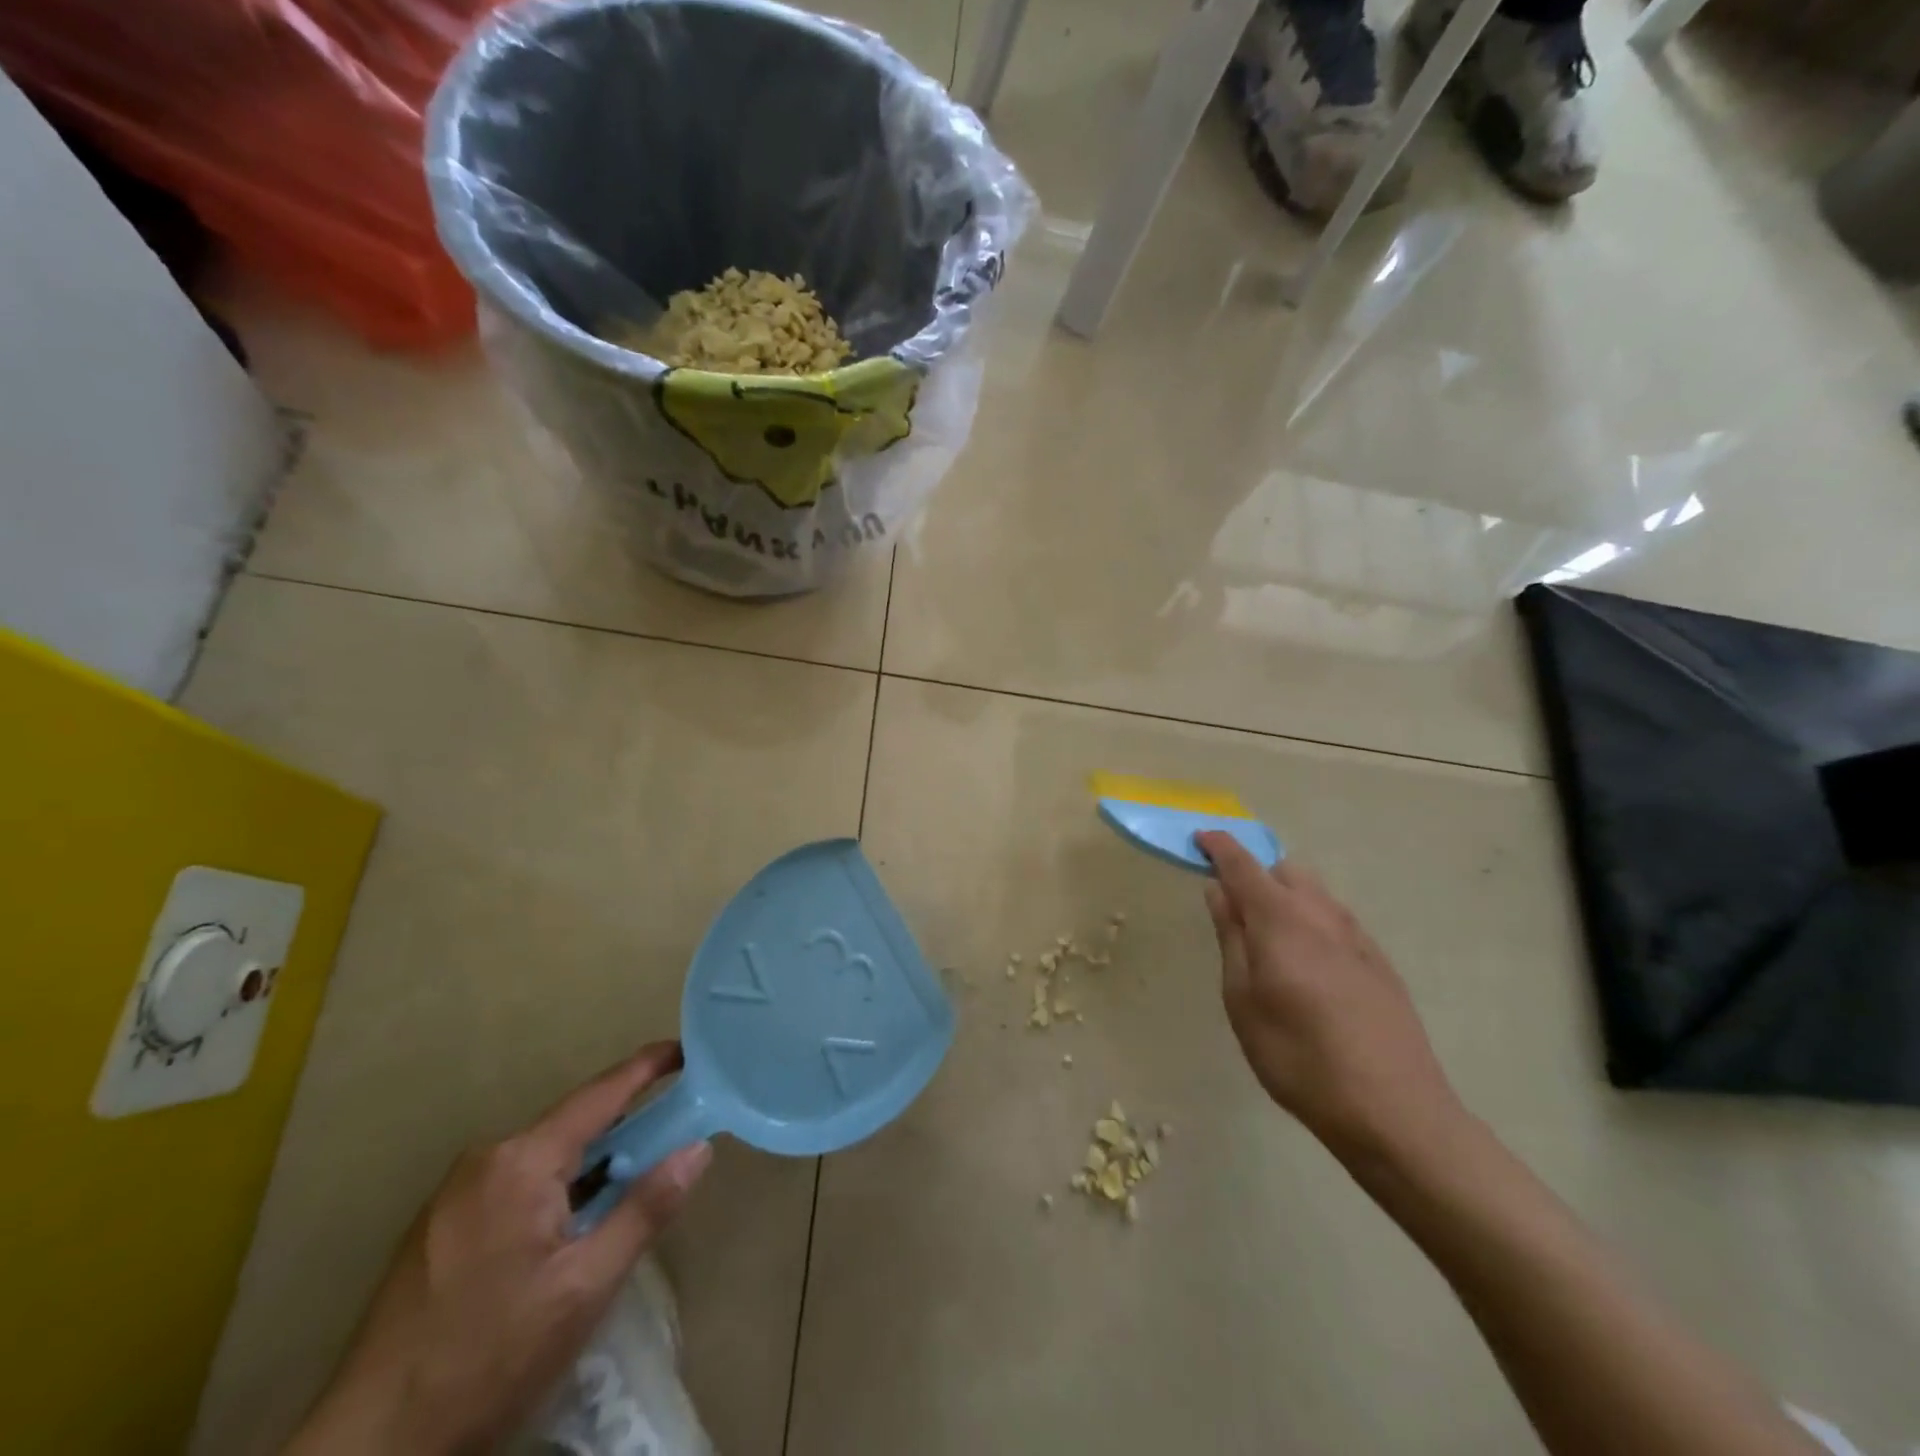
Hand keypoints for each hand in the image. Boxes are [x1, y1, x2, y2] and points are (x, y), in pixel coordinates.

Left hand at [286, 1042, 712, 1455]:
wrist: (370, 1449)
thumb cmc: (491, 1357)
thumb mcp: (585, 1287)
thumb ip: (646, 1209)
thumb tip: (697, 1148)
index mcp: (521, 1161)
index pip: (601, 1094)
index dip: (648, 1067)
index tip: (687, 1050)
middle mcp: (485, 1160)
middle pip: (573, 1126)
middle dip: (625, 1129)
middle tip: (673, 1140)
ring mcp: (455, 1193)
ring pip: (544, 1158)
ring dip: (590, 1166)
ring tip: (628, 1191)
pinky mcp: (439, 1228)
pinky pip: (515, 1184)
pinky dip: (556, 1190)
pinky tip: (569, 1230)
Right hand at [1198, 833, 1463, 1160]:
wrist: (1395, 1111)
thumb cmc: (1299, 1058)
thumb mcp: (1243, 1000)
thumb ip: (1231, 938)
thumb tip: (1218, 890)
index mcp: (1281, 919)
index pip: (1243, 864)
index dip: (1219, 846)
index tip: (1199, 838)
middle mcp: (1322, 915)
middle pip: (1284, 870)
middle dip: (1254, 874)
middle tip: (1232, 908)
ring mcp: (1357, 937)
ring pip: (1314, 893)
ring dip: (1285, 896)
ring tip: (1268, 939)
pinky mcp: (1380, 963)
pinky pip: (1336, 920)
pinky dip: (1311, 920)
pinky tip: (1307, 965)